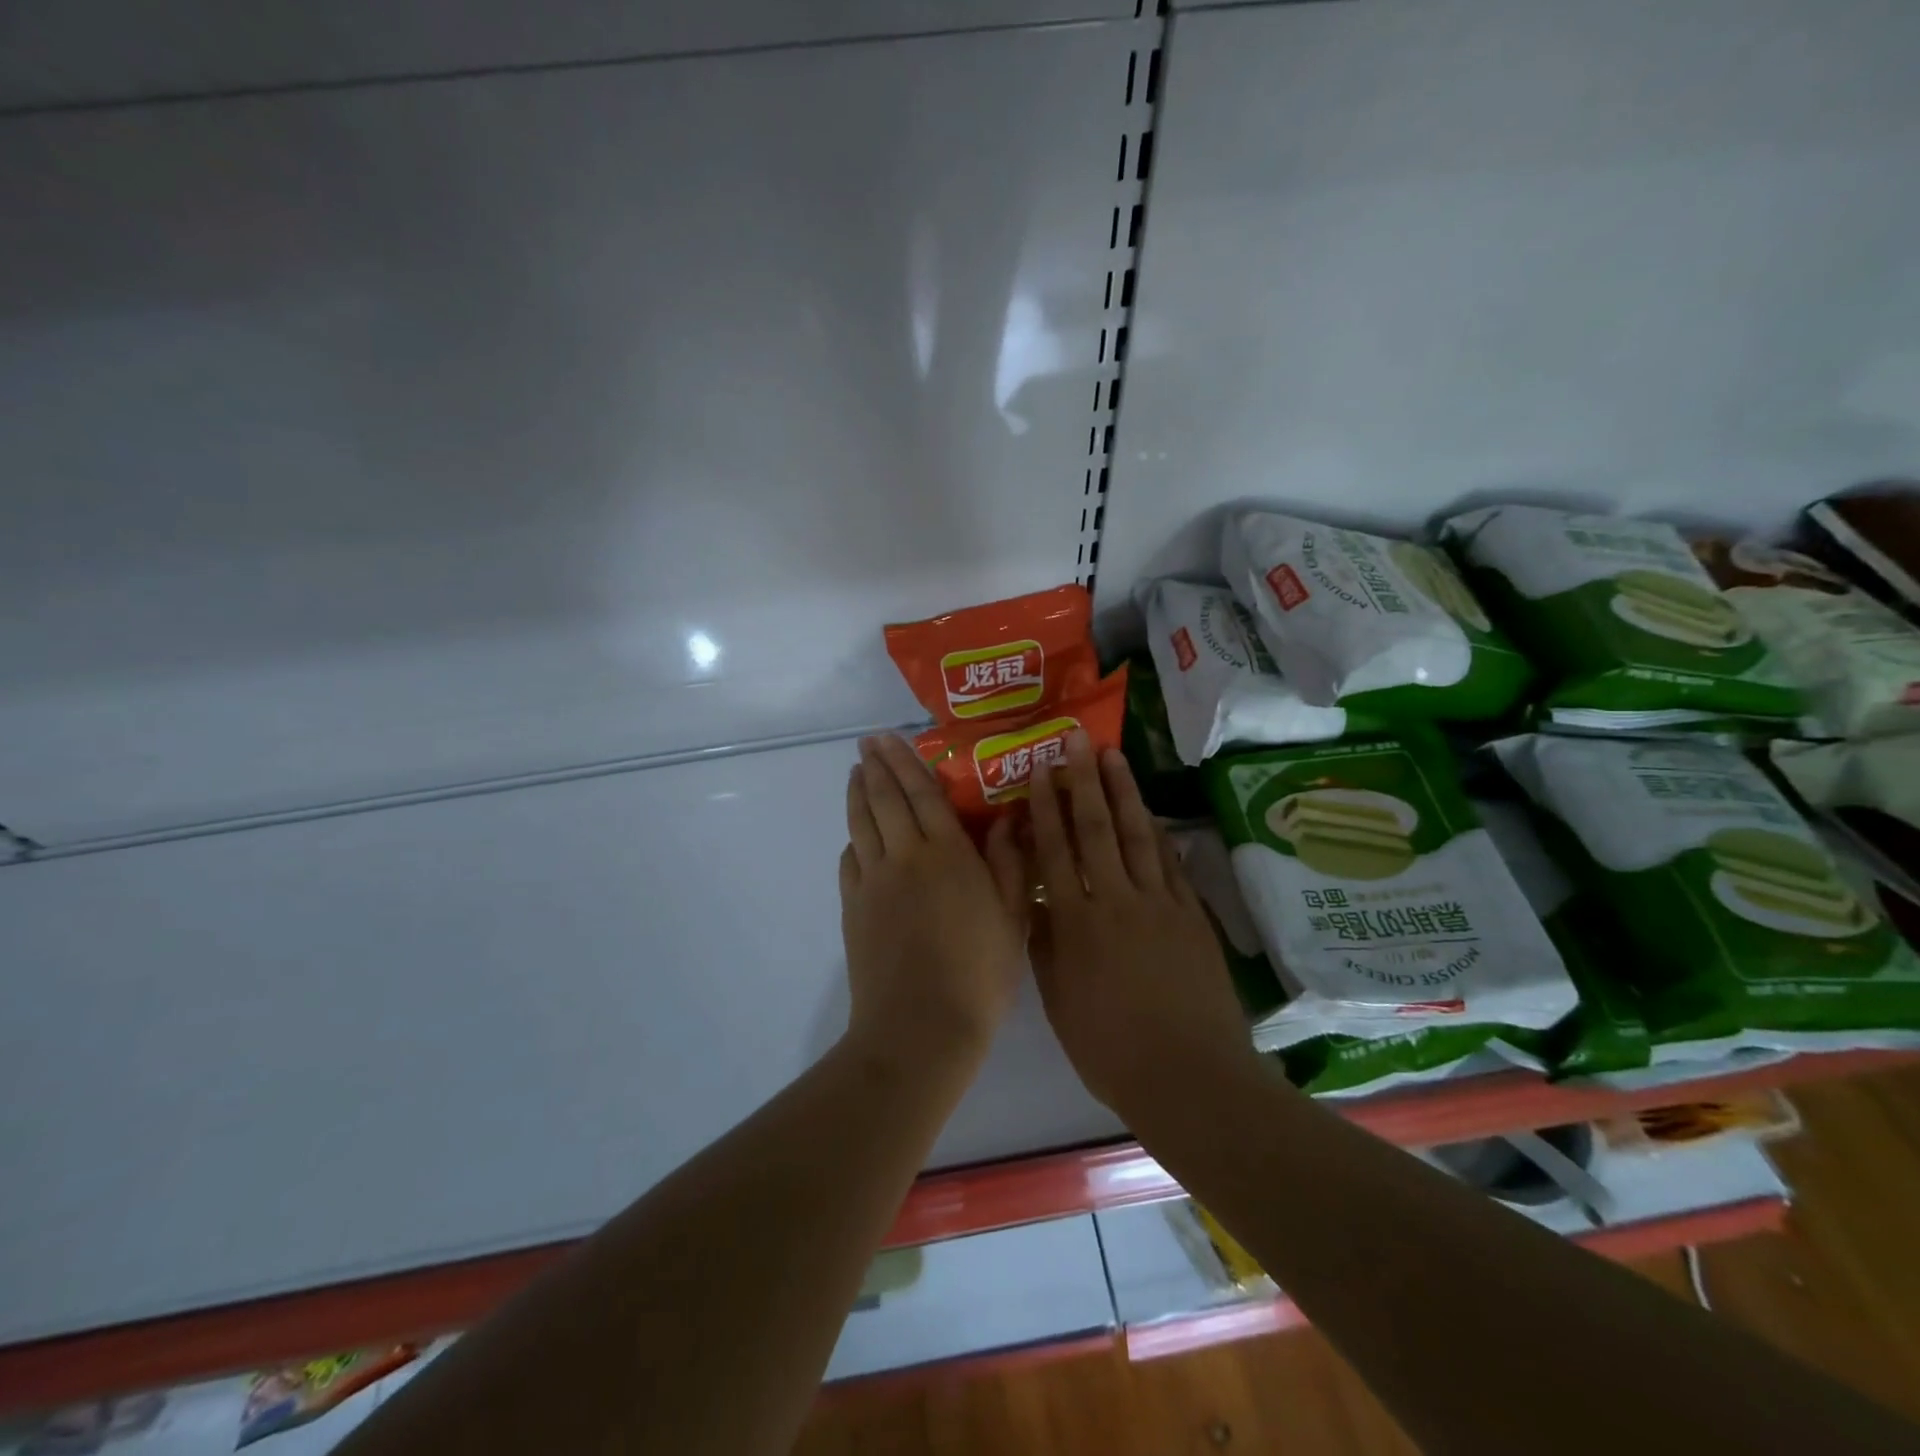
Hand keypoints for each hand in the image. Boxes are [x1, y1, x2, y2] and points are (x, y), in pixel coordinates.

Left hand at [839, 735, 1028, 1073]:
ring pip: (861, 825)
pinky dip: (852, 840)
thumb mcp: (1012, 916)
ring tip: (854, 774)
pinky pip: (850, 861)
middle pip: (885, 799)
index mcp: (946, 853)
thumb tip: (1006, 818)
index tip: (889, 738)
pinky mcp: (854, 908)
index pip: (921, 793)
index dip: (905, 761)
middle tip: (866, 743)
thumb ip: (1008, 862)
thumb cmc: (979, 972)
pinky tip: (855, 838)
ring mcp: (873, 882)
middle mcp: (904, 856)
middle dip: (875, 766)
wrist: (920, 1027)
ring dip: (857, 795)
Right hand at [1027, 733, 1257, 1117]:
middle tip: (1077, 739)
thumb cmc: (1110, 1048)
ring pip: (1137, 835)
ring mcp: (1159, 904)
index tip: (1041, 771)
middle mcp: (1116, 901)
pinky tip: (1150, 812)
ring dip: (1123, 792)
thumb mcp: (1059, 1000)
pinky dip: (1158, 833)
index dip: (1047, 808)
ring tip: (1113, 756)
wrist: (1189, 1076)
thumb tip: (1033, 899)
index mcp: (1076, 924)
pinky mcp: (1191, 916)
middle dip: (1084, 781)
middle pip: (1097, 829)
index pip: (1056, 852)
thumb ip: (1044, 944)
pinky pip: (1170, 863)